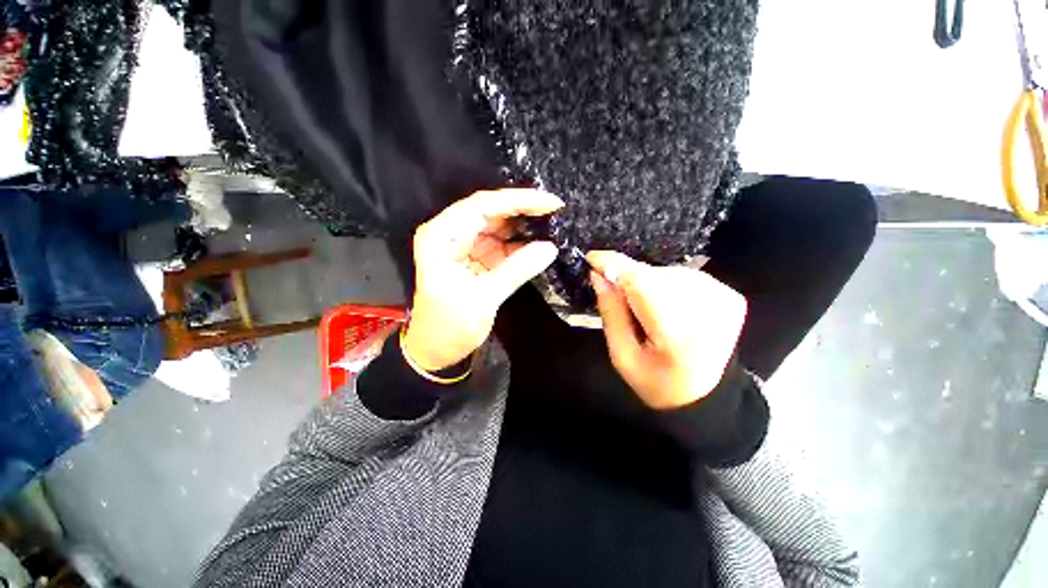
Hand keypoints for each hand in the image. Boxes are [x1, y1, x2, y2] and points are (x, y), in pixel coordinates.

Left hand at [403, 189, 563, 370]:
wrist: (435, 351)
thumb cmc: (449, 327)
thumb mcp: (483, 299)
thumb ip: (517, 270)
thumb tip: (550, 248)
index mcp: (441, 236)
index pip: (481, 206)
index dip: (517, 200)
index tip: (550, 202)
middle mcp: (450, 233)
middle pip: (490, 210)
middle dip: (523, 208)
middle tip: (556, 209)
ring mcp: (464, 244)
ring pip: (497, 224)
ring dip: (524, 223)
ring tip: (553, 221)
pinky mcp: (476, 257)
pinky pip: (500, 242)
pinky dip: (520, 242)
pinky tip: (540, 240)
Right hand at [586, 251, 746, 409]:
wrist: (703, 394)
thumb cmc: (655, 381)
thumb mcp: (621, 356)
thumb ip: (611, 312)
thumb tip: (598, 274)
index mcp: (677, 335)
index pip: (642, 283)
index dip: (615, 266)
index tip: (591, 259)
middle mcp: (707, 311)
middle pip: (653, 275)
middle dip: (628, 278)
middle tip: (616, 293)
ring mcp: (724, 300)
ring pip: (667, 272)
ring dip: (647, 282)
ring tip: (645, 308)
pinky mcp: (730, 295)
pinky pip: (683, 275)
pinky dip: (666, 284)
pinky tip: (665, 305)